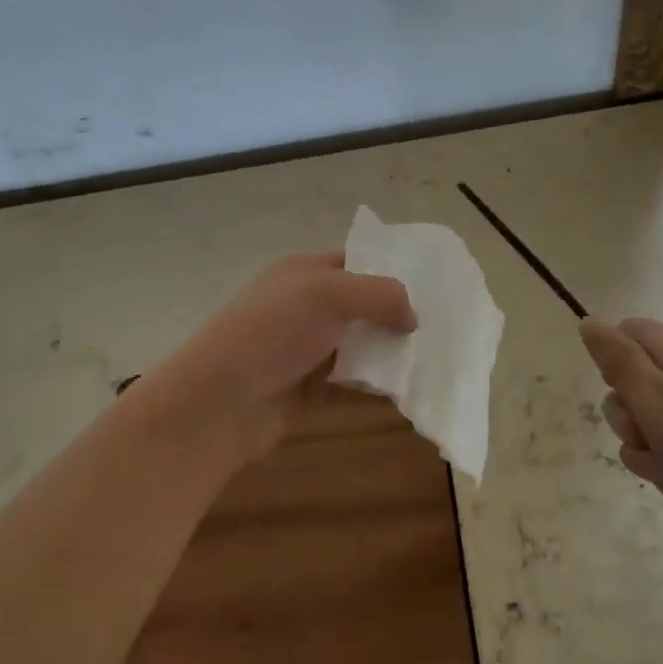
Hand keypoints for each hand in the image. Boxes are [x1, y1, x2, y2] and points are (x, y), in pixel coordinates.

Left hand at [133, 252, 415, 464]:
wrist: (220, 401)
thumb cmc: (272, 332)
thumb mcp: (327, 294)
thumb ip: (378, 295)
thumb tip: (412, 317)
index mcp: (303, 273)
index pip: (355, 262)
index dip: (390, 270)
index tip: (433, 286)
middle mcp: (304, 308)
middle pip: (361, 308)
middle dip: (397, 317)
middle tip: (442, 330)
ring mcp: (305, 351)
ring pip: (359, 349)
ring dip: (389, 356)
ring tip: (433, 363)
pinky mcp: (308, 391)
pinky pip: (351, 386)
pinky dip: (374, 390)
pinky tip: (406, 394)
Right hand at [579, 317, 662, 543]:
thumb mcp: (655, 398)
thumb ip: (618, 360)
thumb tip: (588, 320)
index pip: (628, 332)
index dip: (612, 359)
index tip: (619, 387)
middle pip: (631, 387)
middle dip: (628, 420)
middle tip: (649, 435)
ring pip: (648, 429)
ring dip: (651, 454)